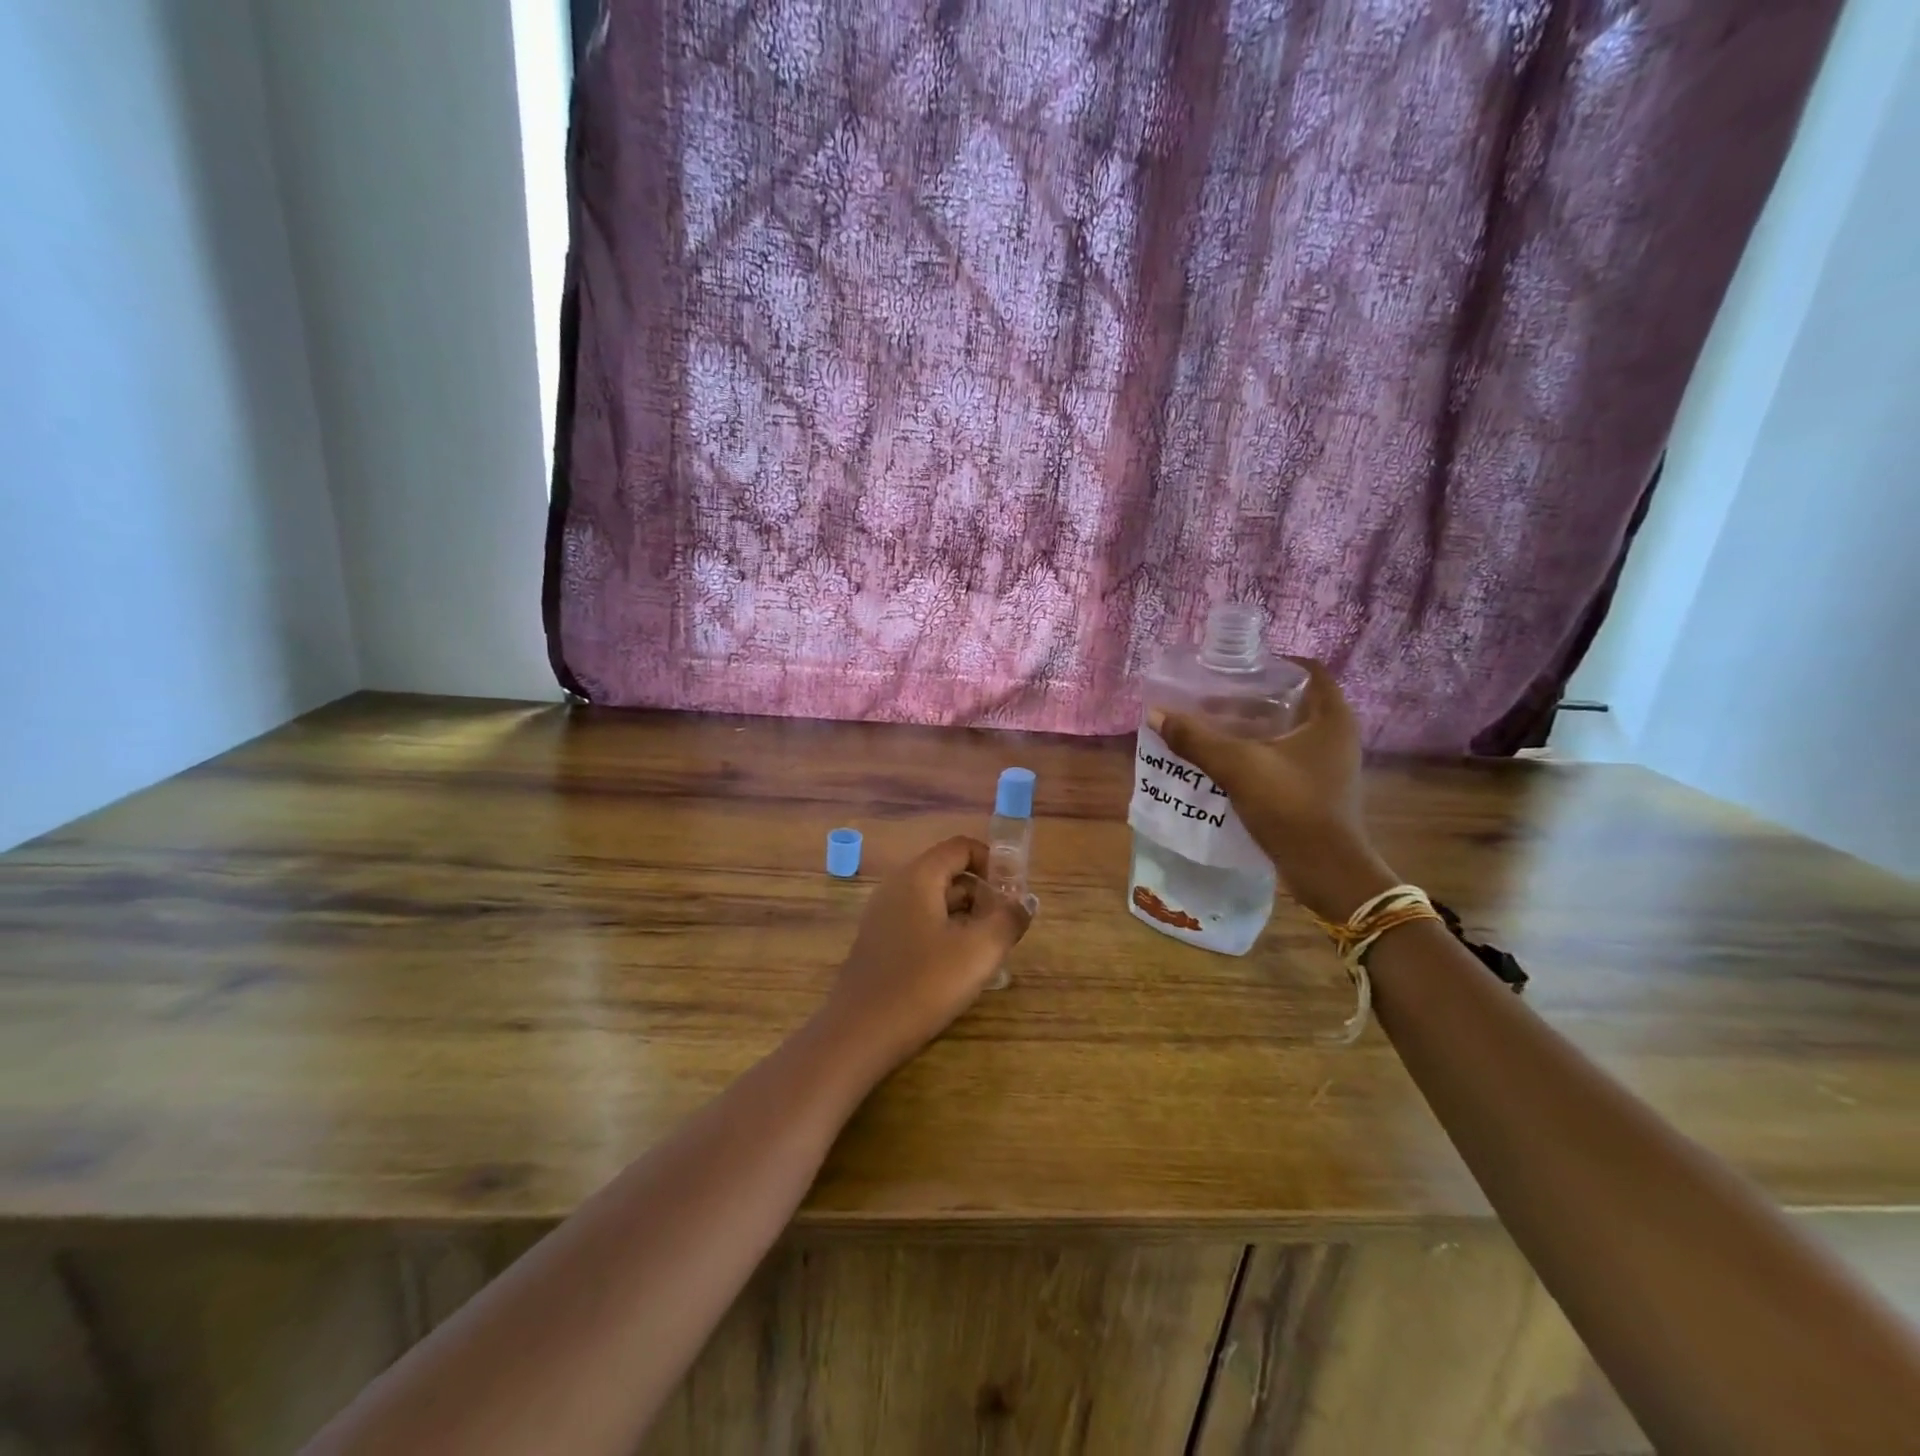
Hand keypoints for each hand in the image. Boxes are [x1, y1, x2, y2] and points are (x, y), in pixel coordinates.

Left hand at [821, 836, 1032, 1075]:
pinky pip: (920, 923)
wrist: (859, 1034)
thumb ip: (1008, 920)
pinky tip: (958, 968)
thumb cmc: (923, 984)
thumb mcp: (979, 951)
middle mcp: (897, 887)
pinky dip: (945, 934)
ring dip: (966, 917)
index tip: (1015, 893)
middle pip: (949, 874)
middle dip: (983, 895)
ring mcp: (884, 916)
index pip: (961, 847)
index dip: (993, 862)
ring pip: (936, 902)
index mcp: (918, 877)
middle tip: (1005, 928)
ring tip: (987, 951)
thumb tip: (1025, 902)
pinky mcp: (880, 943)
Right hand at [1153, 657, 1395, 919]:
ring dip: (1253, 727)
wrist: (1325, 870)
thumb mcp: (1237, 767)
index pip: (1308, 670)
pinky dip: (1258, 752)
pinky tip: (1226, 761)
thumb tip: (1155, 713)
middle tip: (1214, 698)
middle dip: (1253, 697)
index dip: (1273, 664)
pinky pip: (1286, 757)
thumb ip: (1196, 739)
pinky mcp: (1319, 788)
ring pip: (1288, 731)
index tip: (1237, 668)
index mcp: (1331, 717)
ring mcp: (1330, 764)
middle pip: (1293, 700)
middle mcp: (1337, 734)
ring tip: (1212, 727)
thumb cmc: (1290, 806)